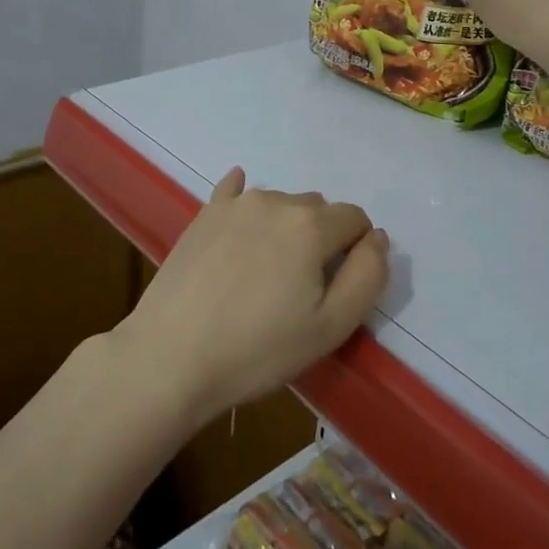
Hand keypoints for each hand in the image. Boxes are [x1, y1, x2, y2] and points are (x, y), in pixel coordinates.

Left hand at [114, 169, 389, 428]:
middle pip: (317, 210)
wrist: (171, 356)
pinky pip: (234, 192)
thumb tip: (377, 238)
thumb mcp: (331, 326)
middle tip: (301, 288)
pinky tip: (240, 211)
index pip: (355, 219)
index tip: (337, 288)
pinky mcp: (203, 215)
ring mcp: (234, 205)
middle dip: (322, 239)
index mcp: (311, 225)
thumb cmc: (258, 349)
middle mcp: (274, 201)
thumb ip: (368, 276)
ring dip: (286, 228)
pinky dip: (245, 200)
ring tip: (266, 274)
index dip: (356, 251)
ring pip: (280, 204)